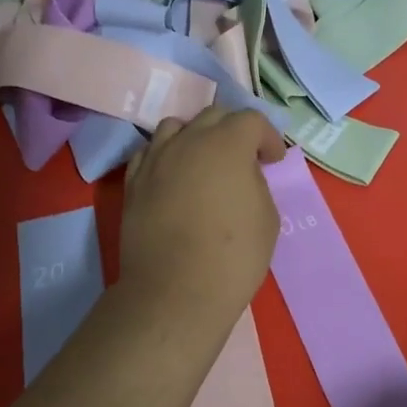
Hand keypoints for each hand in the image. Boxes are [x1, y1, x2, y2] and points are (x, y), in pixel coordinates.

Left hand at [120, 106, 284, 328]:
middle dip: (233, 131)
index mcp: (227, 144)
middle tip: (244, 159)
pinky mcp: (133, 182)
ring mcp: (155, 159)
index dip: (267, 136)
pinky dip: (167, 155)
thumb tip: (242, 175)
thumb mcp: (267, 217)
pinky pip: (150, 153)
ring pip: (175, 127)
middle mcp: (188, 141)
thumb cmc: (234, 255)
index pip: (251, 119)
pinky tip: (174, 176)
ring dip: (195, 136)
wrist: (176, 290)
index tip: (273, 160)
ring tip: (203, 162)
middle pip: (212, 116)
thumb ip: (256, 183)